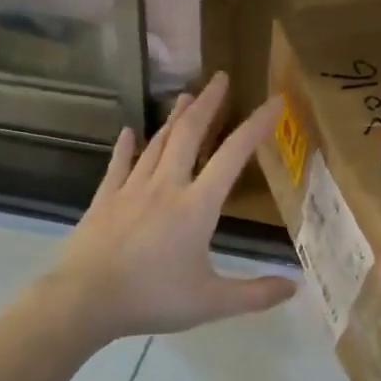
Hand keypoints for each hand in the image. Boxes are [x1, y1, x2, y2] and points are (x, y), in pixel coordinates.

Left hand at [42, 73, 295, 341]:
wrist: (86, 300)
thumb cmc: (153, 298)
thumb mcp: (212, 302)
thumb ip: (255, 294)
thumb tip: (295, 286)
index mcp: (196, 206)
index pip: (233, 156)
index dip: (256, 126)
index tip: (273, 101)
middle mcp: (166, 187)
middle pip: (189, 134)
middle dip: (207, 104)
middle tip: (219, 78)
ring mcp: (131, 190)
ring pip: (156, 144)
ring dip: (174, 119)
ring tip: (185, 96)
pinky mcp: (104, 200)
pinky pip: (118, 166)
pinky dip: (126, 147)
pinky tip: (128, 132)